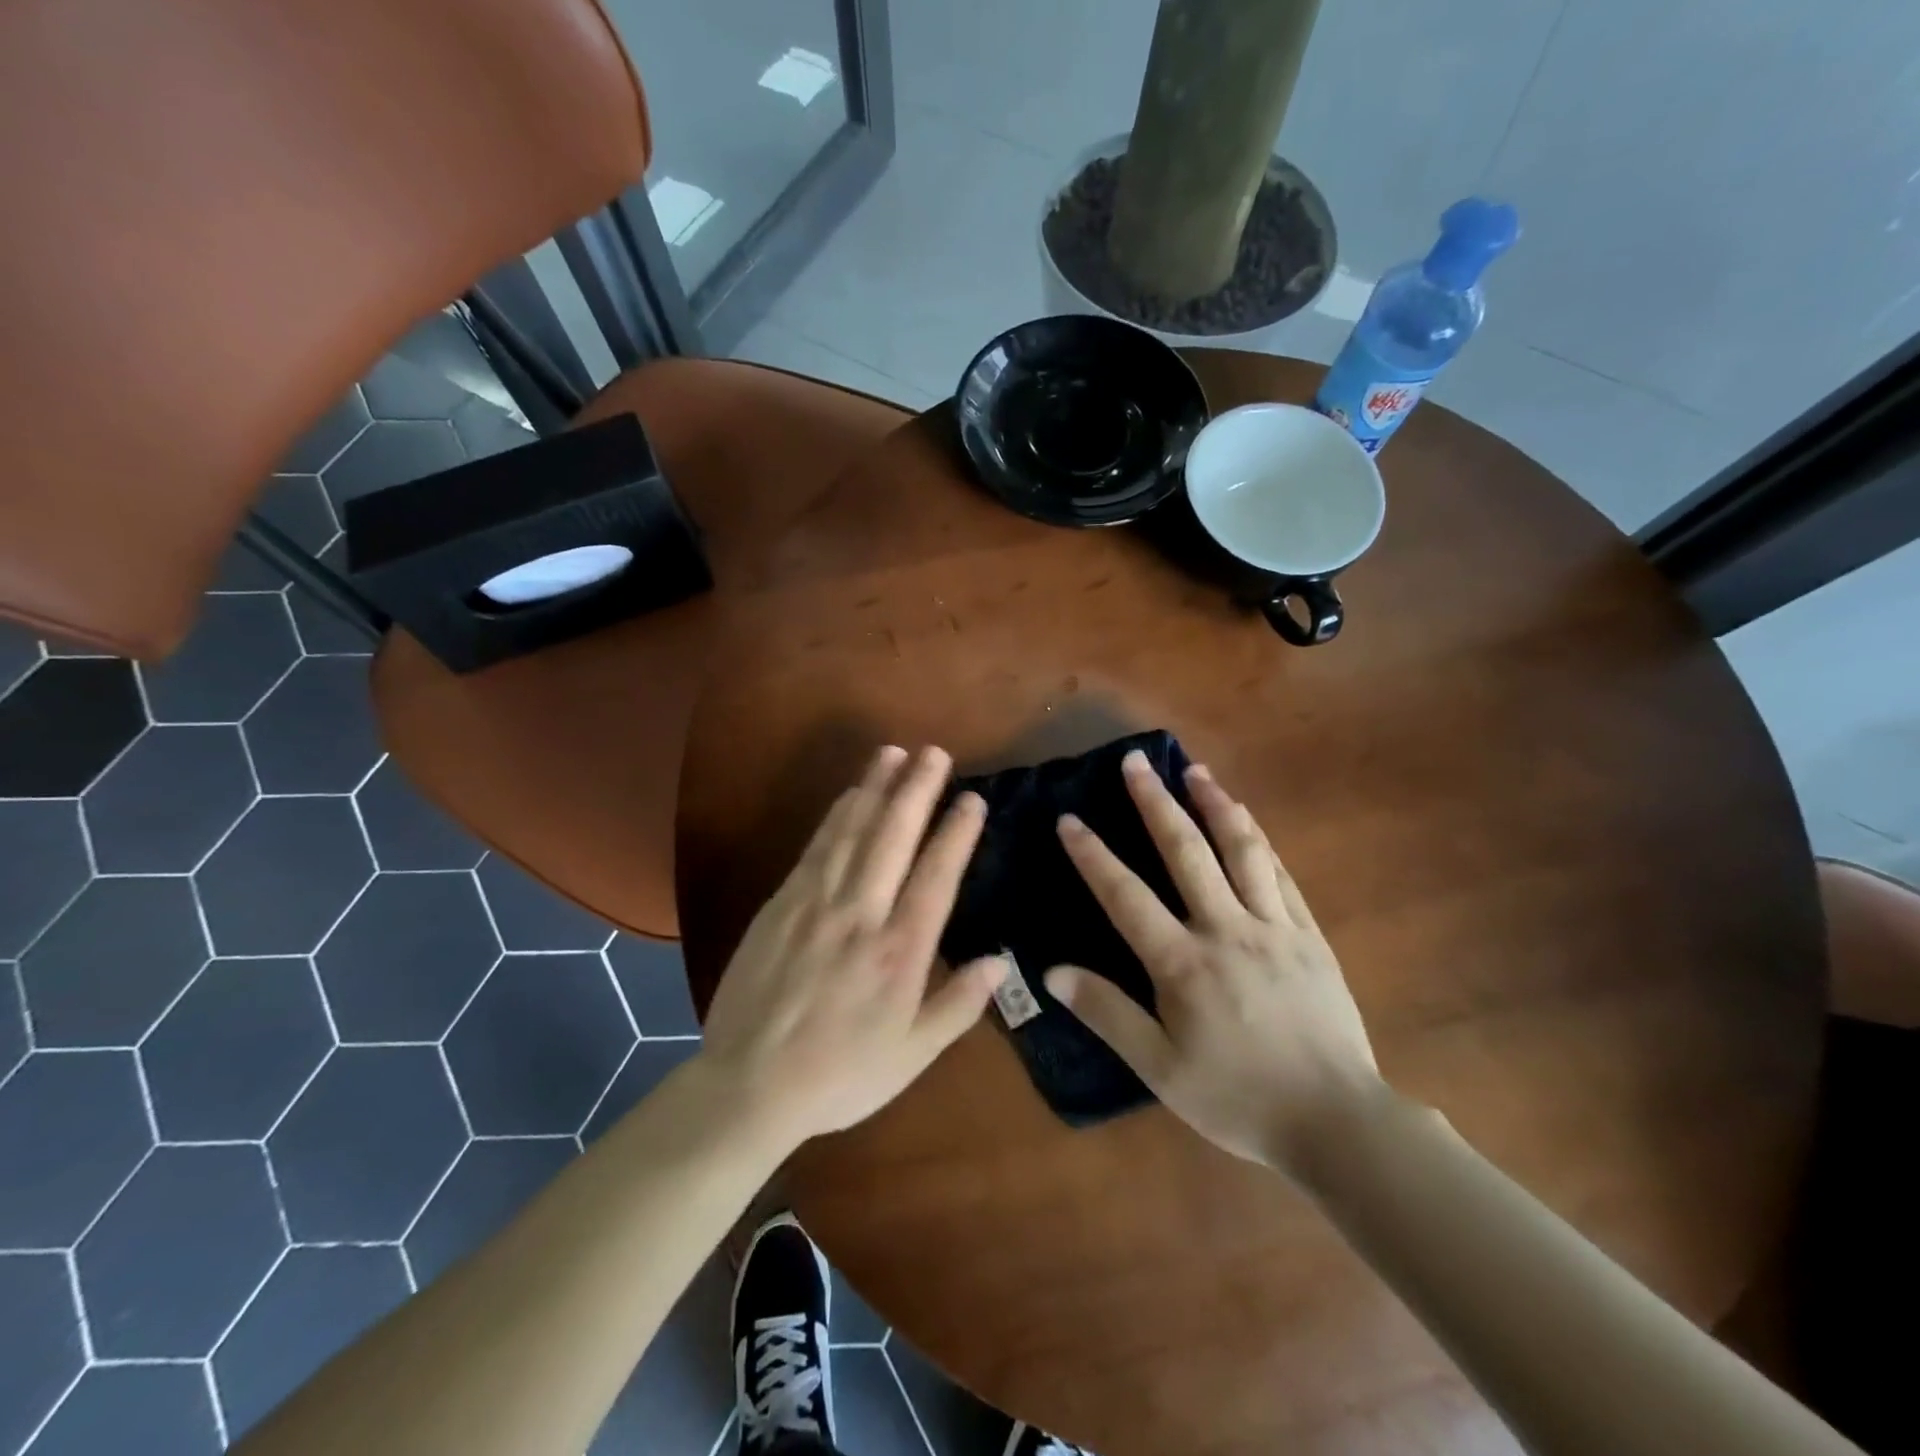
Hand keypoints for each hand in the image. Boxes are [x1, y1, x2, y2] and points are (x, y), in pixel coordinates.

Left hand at [699, 745, 1005, 1148]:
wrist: (749, 1084)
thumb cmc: (840, 1074)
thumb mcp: (912, 1055)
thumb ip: (959, 1005)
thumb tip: (1002, 961)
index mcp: (900, 952)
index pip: (936, 876)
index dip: (957, 832)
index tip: (973, 798)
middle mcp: (861, 914)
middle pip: (894, 837)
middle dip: (917, 789)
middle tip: (934, 752)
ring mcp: (816, 902)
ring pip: (853, 831)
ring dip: (875, 787)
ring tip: (894, 752)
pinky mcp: (782, 903)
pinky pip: (816, 846)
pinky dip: (837, 814)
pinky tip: (850, 794)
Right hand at [1044, 751, 1383, 1173]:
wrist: (1338, 1122)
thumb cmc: (1238, 1099)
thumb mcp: (1160, 1069)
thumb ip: (1106, 1014)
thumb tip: (1052, 971)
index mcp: (1183, 963)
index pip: (1125, 896)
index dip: (1093, 855)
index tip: (1069, 819)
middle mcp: (1226, 929)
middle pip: (1186, 852)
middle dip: (1155, 802)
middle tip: (1135, 762)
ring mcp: (1274, 927)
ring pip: (1241, 850)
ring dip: (1215, 804)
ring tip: (1195, 770)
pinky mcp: (1310, 936)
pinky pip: (1281, 876)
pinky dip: (1259, 841)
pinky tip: (1246, 821)